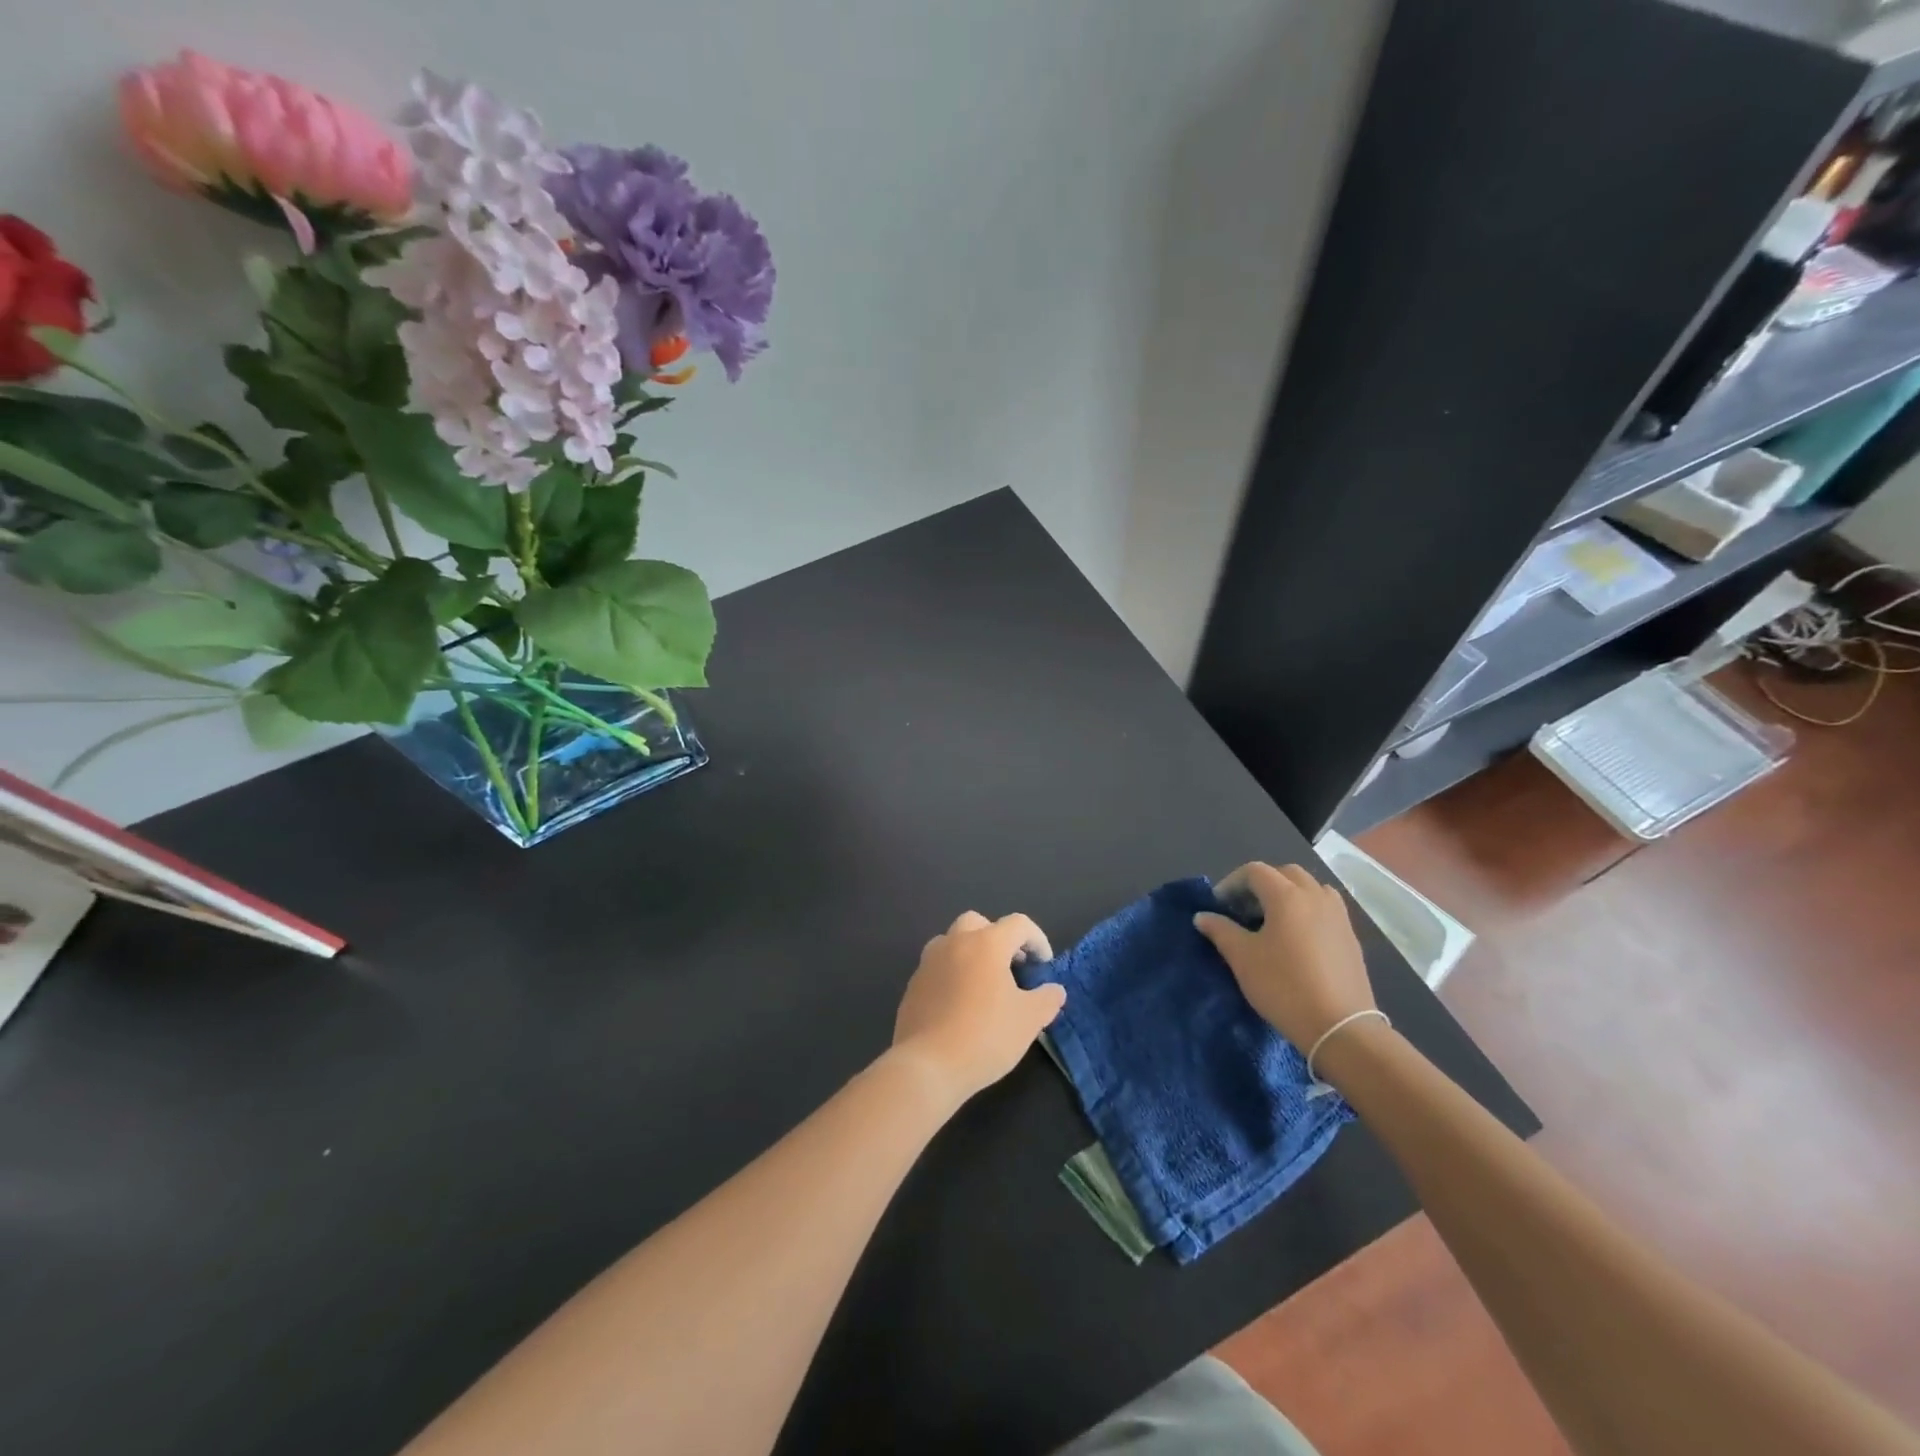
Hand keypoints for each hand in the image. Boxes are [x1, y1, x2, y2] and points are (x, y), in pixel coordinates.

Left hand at [891, 912, 1065, 1107]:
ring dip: (971, 953)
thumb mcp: (1029, 1020)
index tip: (1044, 966)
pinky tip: (960, 1005)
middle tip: (1012, 967)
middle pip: (978, 923)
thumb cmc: (985, 1037)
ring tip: (985, 985)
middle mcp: (954, 943)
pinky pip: (937, 968)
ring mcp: (928, 962)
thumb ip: (1047, 999)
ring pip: (952, 942)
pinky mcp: (913, 985)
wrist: (928, 1066)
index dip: (1037, 940)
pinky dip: (953, 975)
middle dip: (998, 938)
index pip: (1018, 924)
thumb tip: (1054, 990)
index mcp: (986, 944)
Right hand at [1193, 862, 1374, 1050]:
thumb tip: (1203, 916)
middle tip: (1244, 910)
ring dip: (1288, 894)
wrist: (1341, 1028)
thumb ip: (1220, 930)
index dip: (1232, 883)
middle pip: (1285, 873)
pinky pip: (1325, 909)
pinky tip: (1297, 939)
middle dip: (1261, 885)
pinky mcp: (1351, 937)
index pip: (1255, 871)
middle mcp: (1315, 896)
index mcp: (1287, 896)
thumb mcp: (1242, 958)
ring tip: (1273, 921)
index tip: (1219, 907)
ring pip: (1310, 888)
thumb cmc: (1284, 986)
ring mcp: (1338, 916)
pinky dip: (1307, 911)